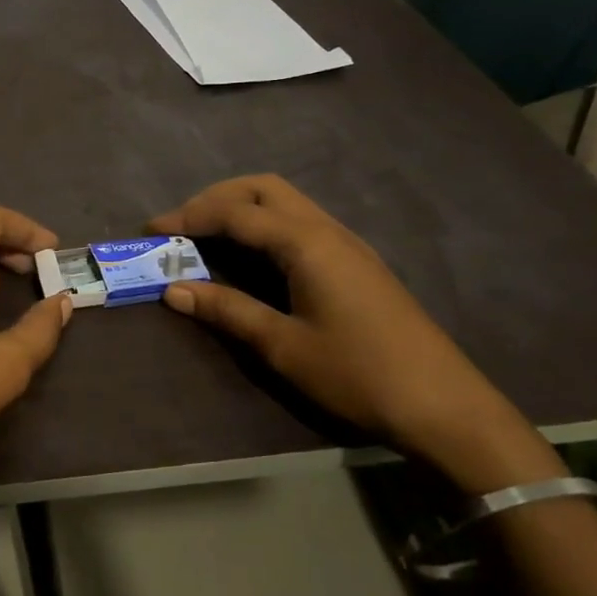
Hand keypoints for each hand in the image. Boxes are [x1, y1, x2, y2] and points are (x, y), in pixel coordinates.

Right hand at [152, 175, 562, 490]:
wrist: (445, 406)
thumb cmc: (359, 374)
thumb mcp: (284, 346)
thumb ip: (228, 310)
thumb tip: (173, 290)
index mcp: (306, 244)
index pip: (236, 213)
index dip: (189, 217)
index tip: (151, 230)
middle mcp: (326, 230)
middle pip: (262, 189)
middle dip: (215, 198)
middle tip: (181, 226)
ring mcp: (346, 244)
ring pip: (284, 202)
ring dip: (241, 208)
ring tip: (206, 236)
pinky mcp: (355, 262)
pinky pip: (299, 222)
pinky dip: (263, 224)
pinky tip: (250, 255)